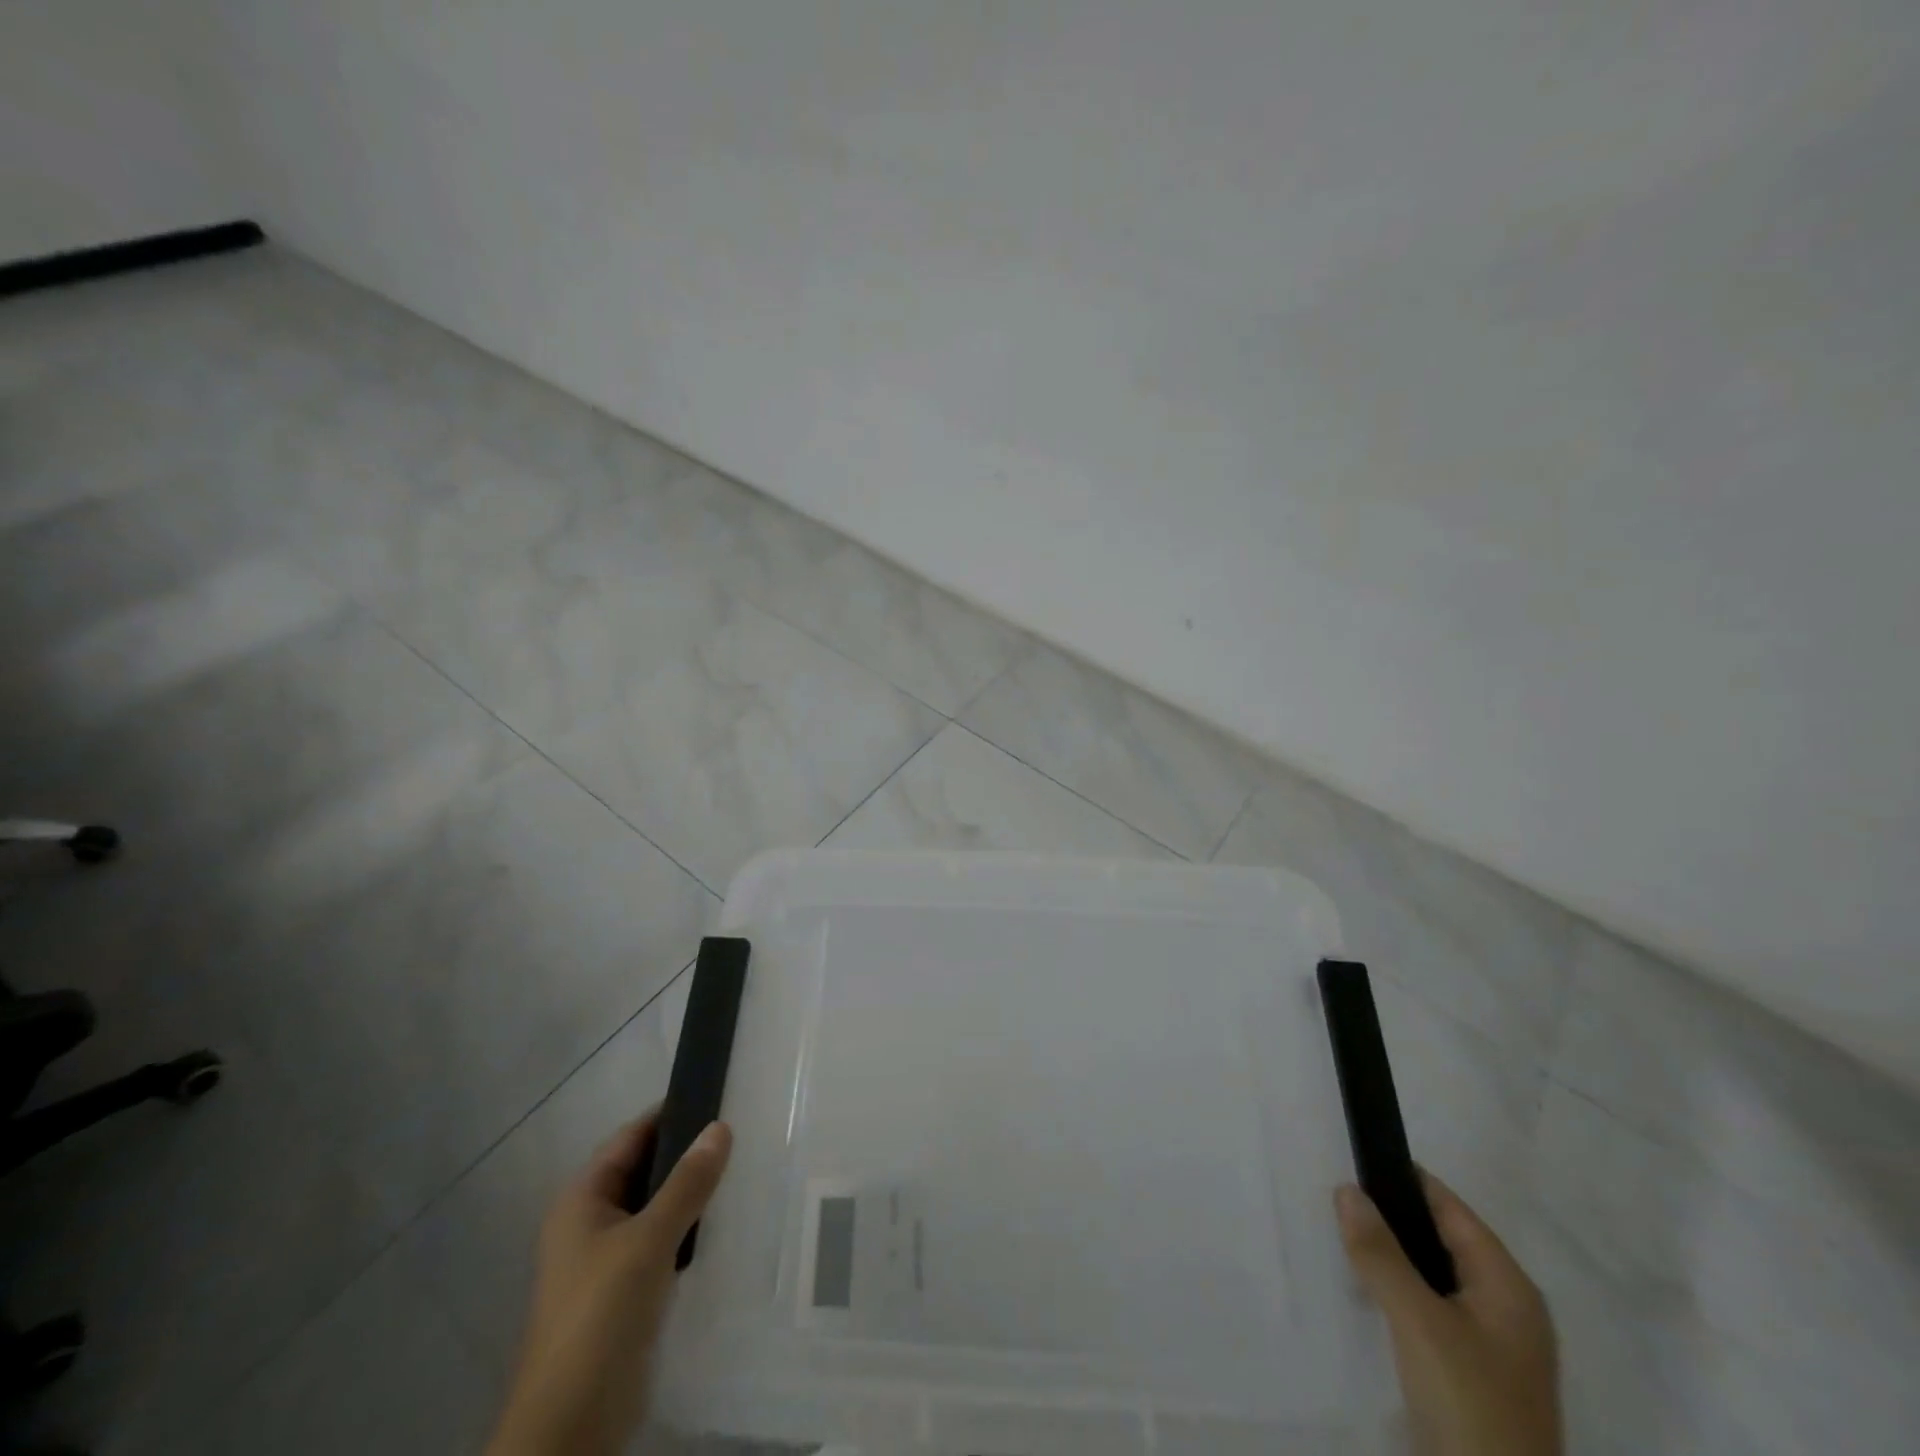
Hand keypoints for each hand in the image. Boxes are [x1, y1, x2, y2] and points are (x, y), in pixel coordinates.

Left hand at [487, 1111, 732, 1455]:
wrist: (571, 1426)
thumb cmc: (600, 1316)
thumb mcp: (648, 1241)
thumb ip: (687, 1183)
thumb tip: (721, 1127)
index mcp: (582, 1199)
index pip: (631, 1137)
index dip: (671, 1114)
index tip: (720, 1097)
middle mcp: (590, 1222)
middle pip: (644, 1170)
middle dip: (687, 1154)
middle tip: (742, 1133)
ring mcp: (606, 1260)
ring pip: (655, 1208)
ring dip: (690, 1193)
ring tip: (742, 1170)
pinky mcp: (625, 1292)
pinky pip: (661, 1242)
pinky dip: (688, 1229)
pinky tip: (724, 1224)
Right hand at [1337, 1173, 1559, 1455]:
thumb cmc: (1469, 1404)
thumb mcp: (1419, 1322)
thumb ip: (1380, 1253)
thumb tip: (1346, 1189)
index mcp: (1509, 1287)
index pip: (1452, 1210)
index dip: (1405, 1181)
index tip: (1354, 1160)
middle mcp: (1506, 1309)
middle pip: (1441, 1241)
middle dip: (1391, 1219)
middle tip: (1336, 1200)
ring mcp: (1490, 1345)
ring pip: (1430, 1277)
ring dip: (1390, 1257)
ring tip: (1340, 1237)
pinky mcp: (1469, 1374)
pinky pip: (1426, 1310)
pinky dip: (1396, 1293)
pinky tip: (1364, 1291)